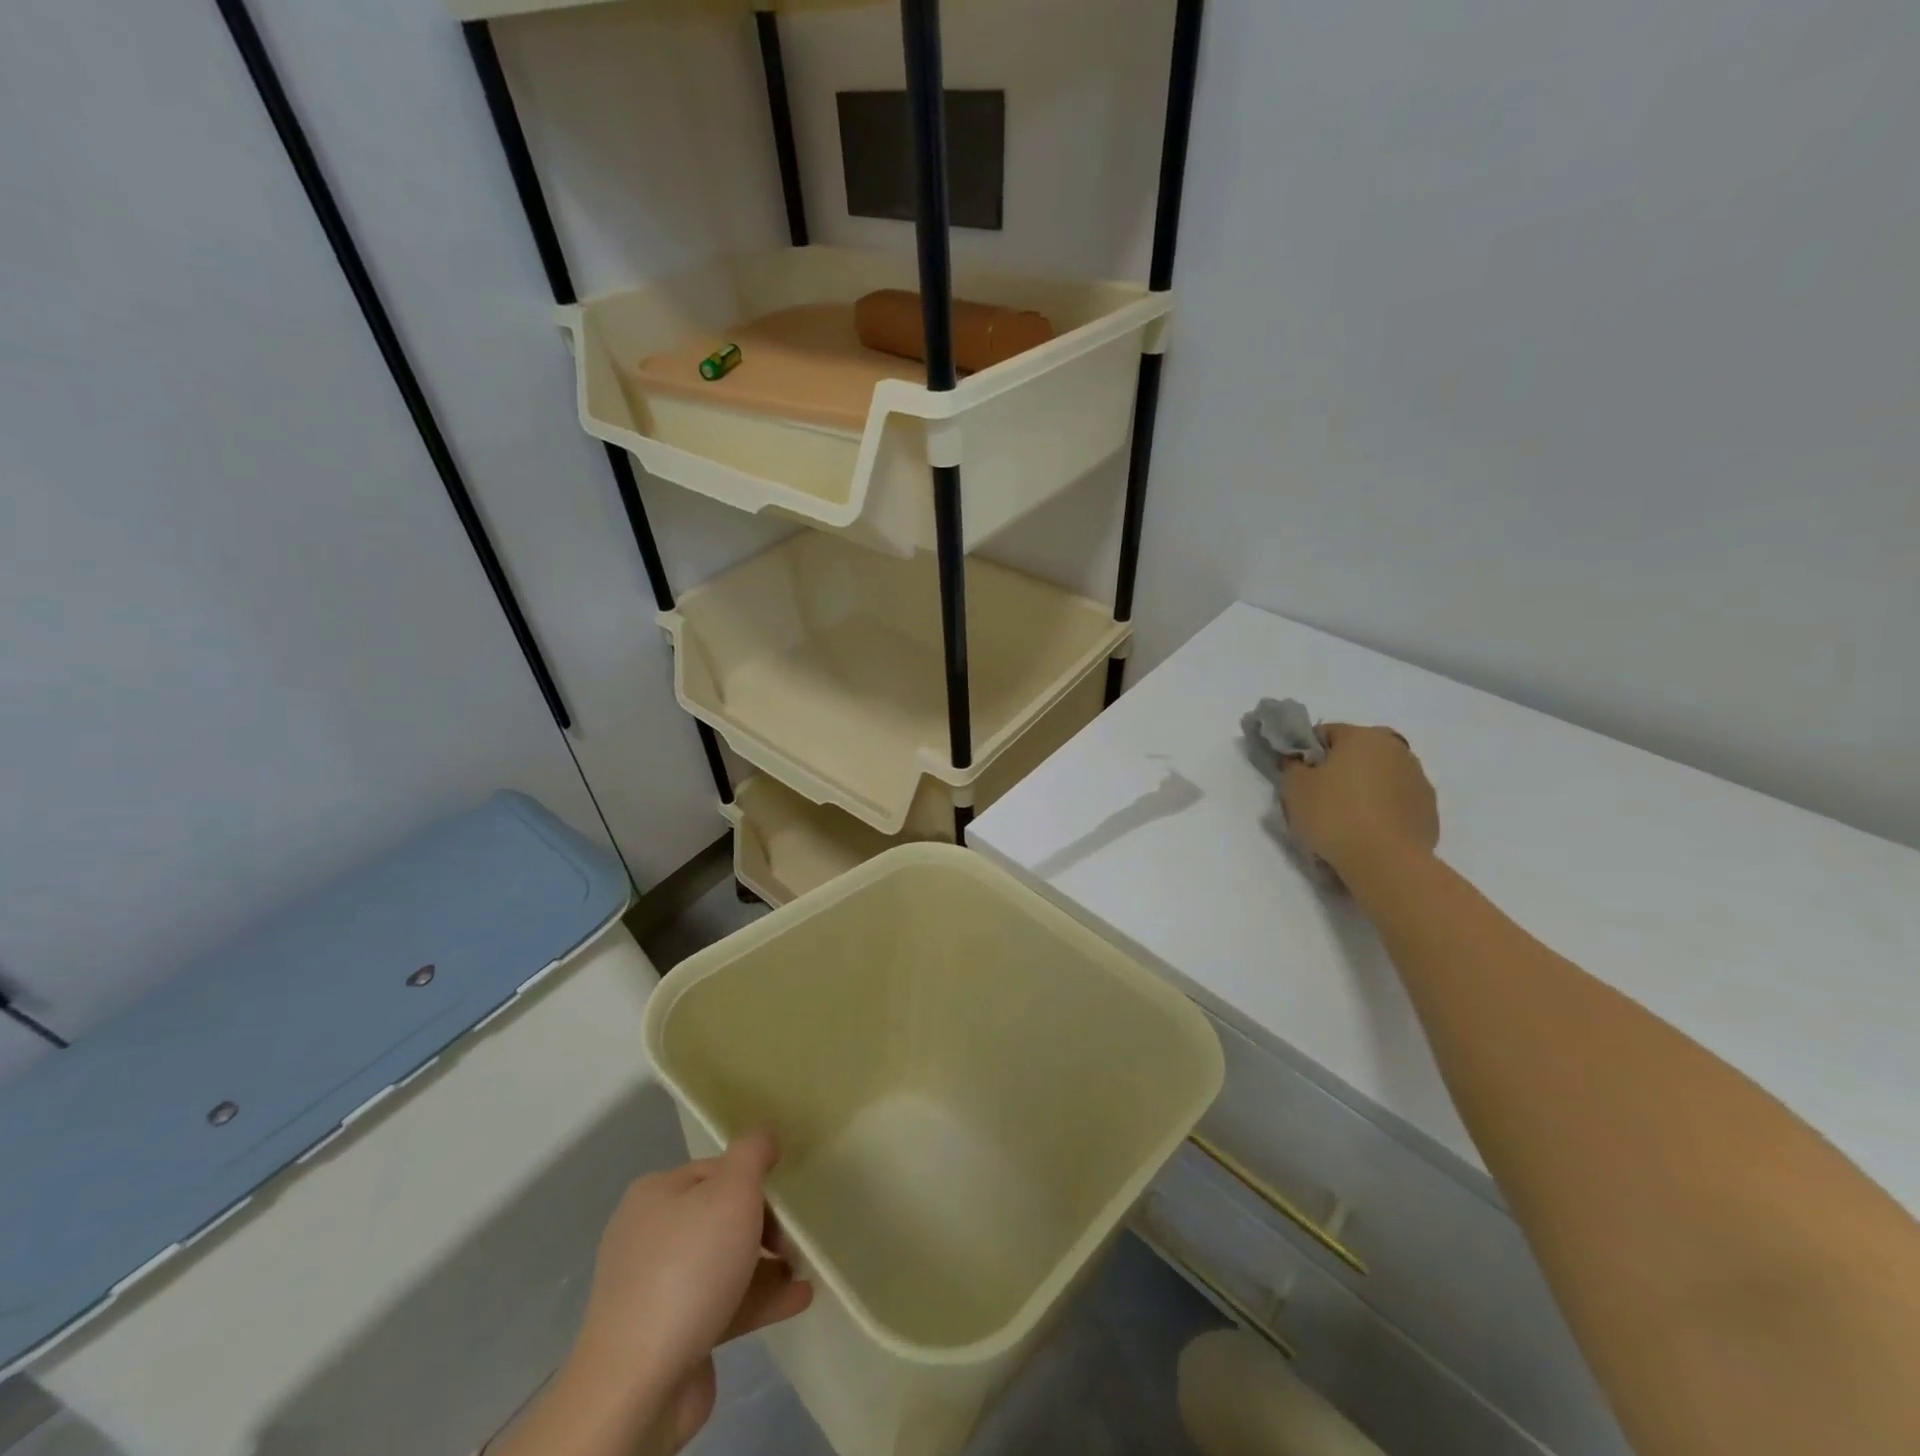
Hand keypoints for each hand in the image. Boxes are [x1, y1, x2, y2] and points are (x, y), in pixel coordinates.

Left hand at [569, 1132, 812, 1454]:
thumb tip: (764, 1136)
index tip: (787, 1198)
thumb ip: (752, 1154)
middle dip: (764, 1225)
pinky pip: (721, 1303)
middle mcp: (649, 1235)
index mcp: (656, 1194)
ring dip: (767, 1264)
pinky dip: (758, 1297)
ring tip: (805, 1268)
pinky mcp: (667, 1335)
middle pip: (720, 1216)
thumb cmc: (689, 1269)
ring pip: (723, 1263)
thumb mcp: (732, 1191)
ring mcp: (654, 1289)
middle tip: (795, 1240)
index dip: (754, 1180)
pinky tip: (798, 1298)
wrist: (638, 1385)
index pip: (716, 1170)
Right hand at [1280, 724, 1438, 879]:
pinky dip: (1382, 810)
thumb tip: (1299, 761)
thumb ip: (1293, 766)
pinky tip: (1368, 833)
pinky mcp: (1429, 809)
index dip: (1307, 753)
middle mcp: (1396, 749)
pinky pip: (1396, 801)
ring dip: (1363, 789)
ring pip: (1380, 776)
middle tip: (1319, 798)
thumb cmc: (1334, 816)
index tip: (1298, 778)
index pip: (1325, 733)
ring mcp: (1418, 779)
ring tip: (1346, 821)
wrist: (1386, 862)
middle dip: (1339, 769)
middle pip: (1357, 753)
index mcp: (1363, 736)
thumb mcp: (1294, 788)